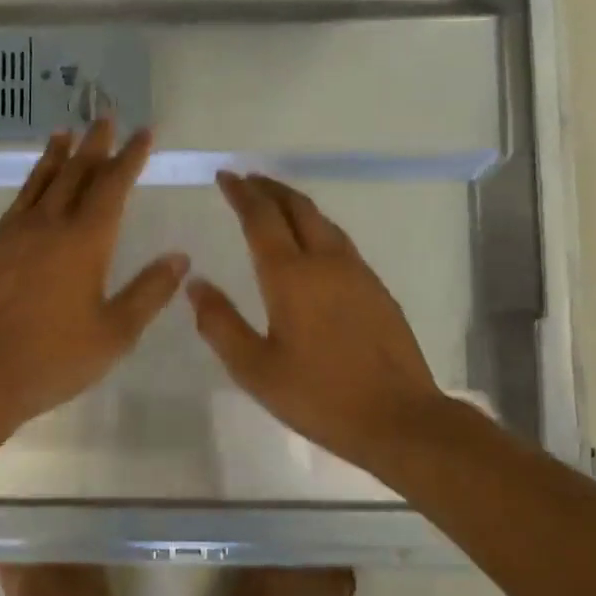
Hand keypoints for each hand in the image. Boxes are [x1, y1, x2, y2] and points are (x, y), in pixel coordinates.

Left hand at [0, 120, 187, 427]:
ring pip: (42, 181)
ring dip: (58, 154)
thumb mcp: (115, 332)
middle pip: (76, 173)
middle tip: (105, 115)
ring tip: (66, 131)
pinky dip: (31, 181)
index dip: (130, 157)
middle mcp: (50, 225)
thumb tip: (180, 258)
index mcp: (85, 241)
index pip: (113, 186)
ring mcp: (15, 233)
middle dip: (95, 144)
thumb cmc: (54, 357)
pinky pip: (18, 201)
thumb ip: (149, 292)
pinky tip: (34, 182)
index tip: (143, 132)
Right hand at [188, 172, 443, 461]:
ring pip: (322, 221)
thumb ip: (220, 323)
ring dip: (294, 204)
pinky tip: (311, 244)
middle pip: (297, 207)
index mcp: (291, 276)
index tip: (225, 176)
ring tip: (274, 203)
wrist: (400, 419)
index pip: (261, 218)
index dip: (241, 193)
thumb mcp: (255, 369)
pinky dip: (316, 226)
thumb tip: (195, 284)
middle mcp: (326, 261)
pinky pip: (339, 240)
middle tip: (247, 180)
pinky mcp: (377, 289)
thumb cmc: (319, 395)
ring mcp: (357, 272)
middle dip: (269, 188)